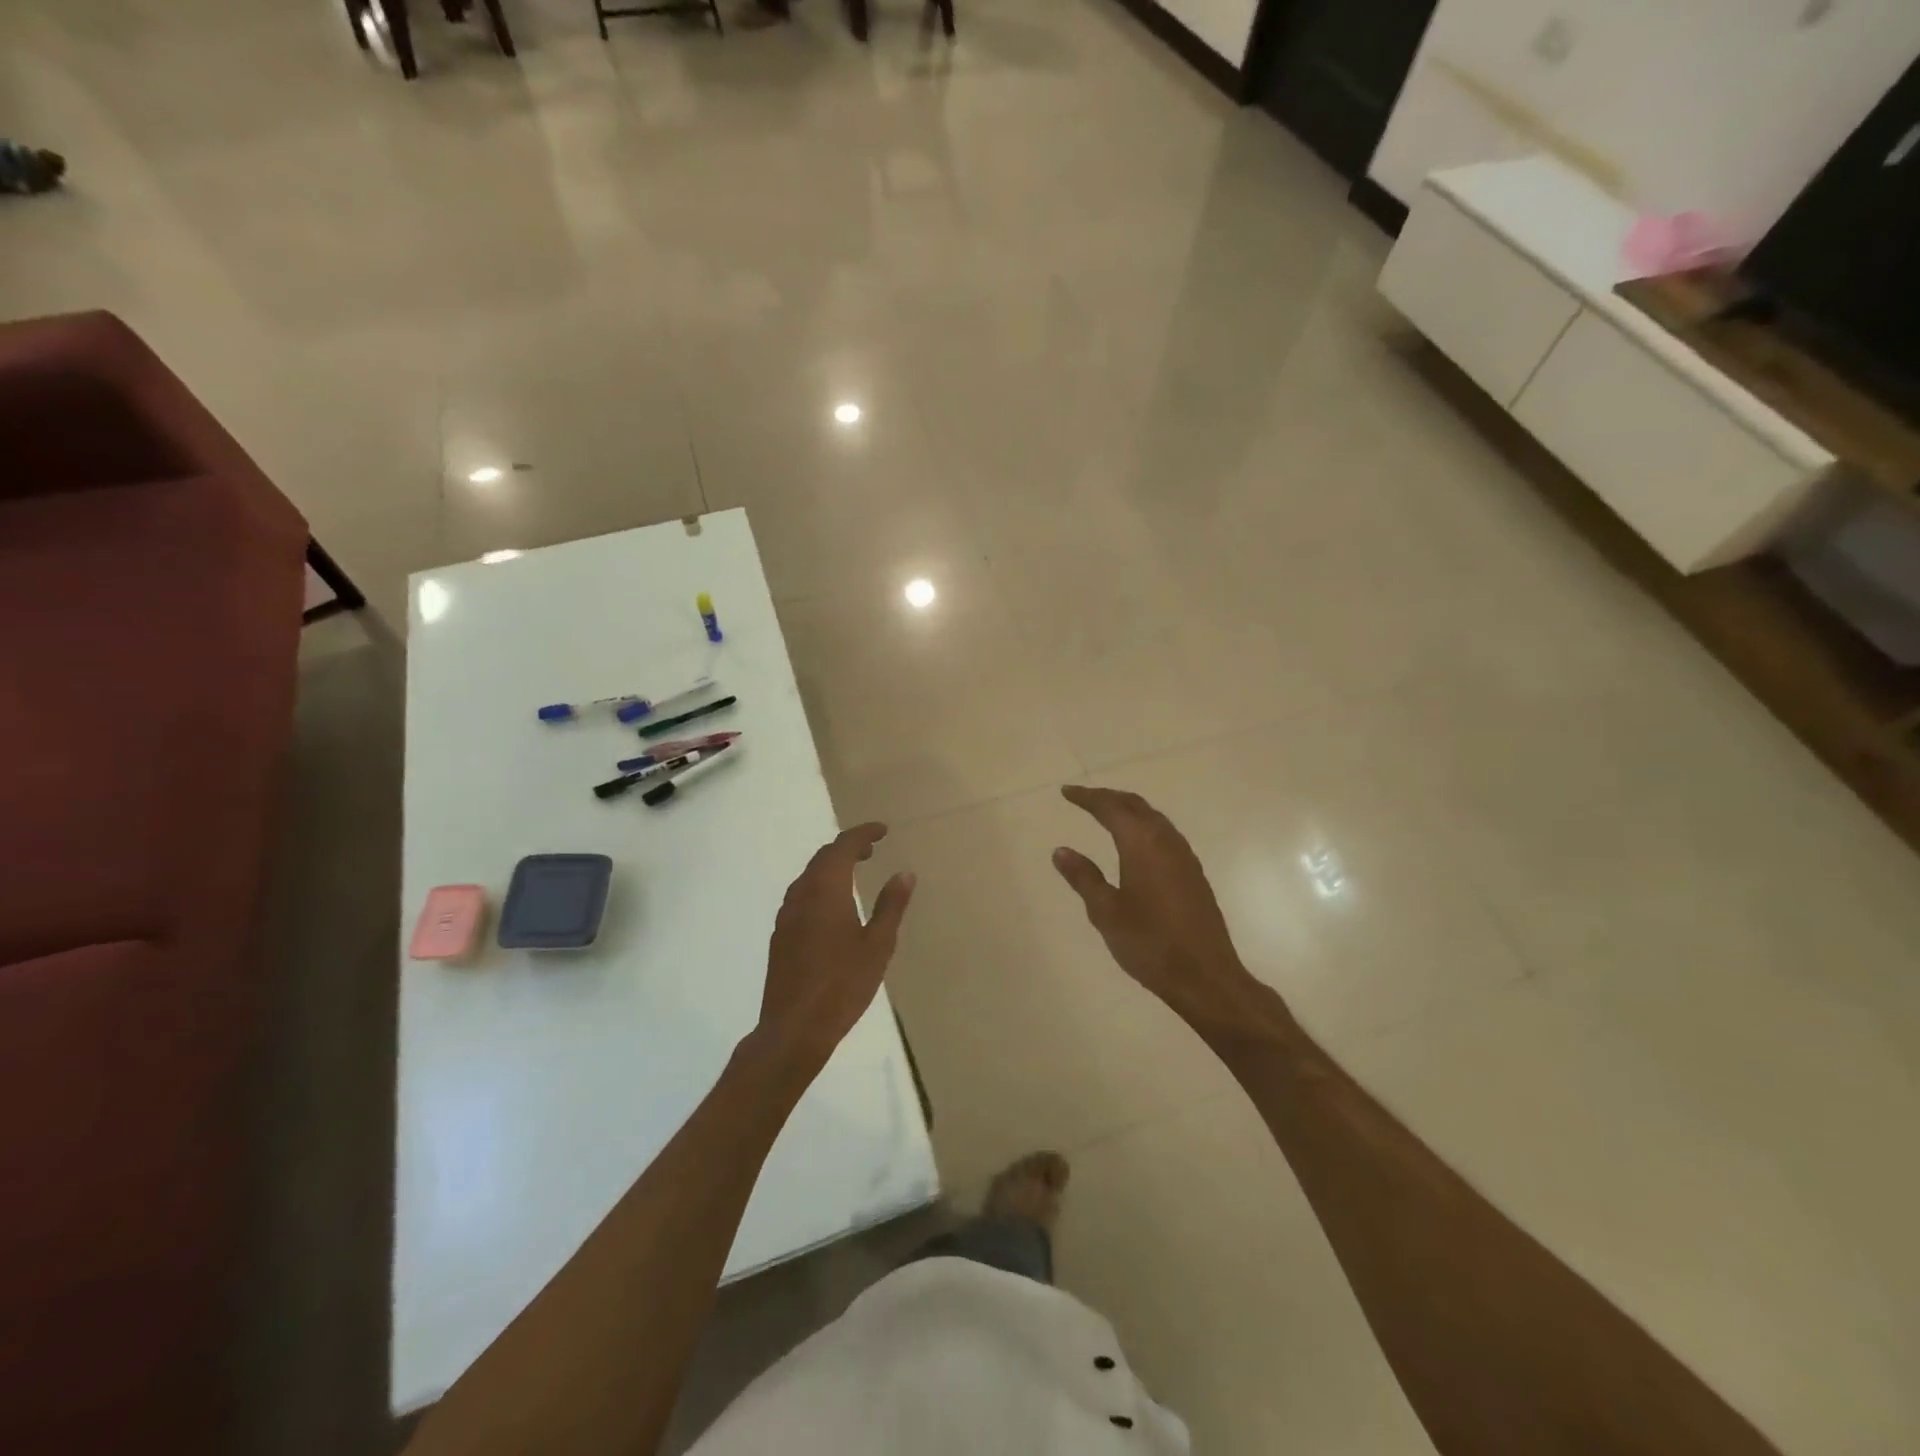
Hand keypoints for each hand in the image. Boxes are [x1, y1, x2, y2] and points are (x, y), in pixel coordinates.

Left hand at [758, 823, 915, 1069]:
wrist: (794, 1028)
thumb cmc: (842, 986)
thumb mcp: (878, 946)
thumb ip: (891, 906)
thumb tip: (904, 873)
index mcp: (826, 891)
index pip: (843, 846)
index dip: (863, 833)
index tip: (883, 831)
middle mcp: (801, 895)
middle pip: (823, 857)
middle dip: (848, 847)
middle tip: (872, 849)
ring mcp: (786, 915)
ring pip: (809, 876)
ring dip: (832, 866)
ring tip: (855, 872)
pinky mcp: (780, 935)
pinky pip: (801, 895)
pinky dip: (820, 886)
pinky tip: (833, 906)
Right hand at [1052, 786, 1267, 1030]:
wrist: (1205, 976)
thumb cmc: (1149, 944)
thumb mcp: (1106, 912)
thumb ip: (1083, 877)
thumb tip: (1061, 850)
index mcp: (1142, 844)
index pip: (1110, 808)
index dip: (1087, 797)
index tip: (1066, 792)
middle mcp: (1166, 841)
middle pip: (1136, 805)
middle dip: (1108, 797)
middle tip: (1084, 798)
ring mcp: (1184, 857)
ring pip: (1154, 818)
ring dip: (1129, 809)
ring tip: (1107, 814)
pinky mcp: (1194, 874)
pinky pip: (1165, 833)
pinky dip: (1144, 825)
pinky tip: (1137, 843)